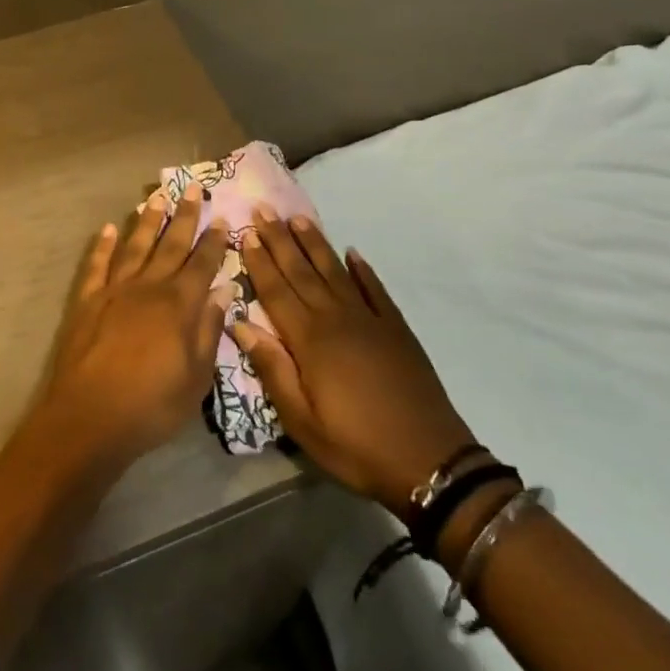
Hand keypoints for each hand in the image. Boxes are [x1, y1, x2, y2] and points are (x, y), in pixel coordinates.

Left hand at [36, 188, 230, 468]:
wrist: (90, 416)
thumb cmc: (152, 405)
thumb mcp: (197, 377)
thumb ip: (209, 329)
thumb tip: (224, 289)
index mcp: (179, 304)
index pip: (203, 263)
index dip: (214, 241)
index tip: (222, 217)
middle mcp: (149, 286)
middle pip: (171, 244)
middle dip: (185, 216)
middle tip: (193, 189)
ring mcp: (115, 289)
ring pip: (135, 245)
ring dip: (147, 220)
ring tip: (156, 197)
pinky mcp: (88, 300)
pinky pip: (97, 264)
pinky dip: (102, 245)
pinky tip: (107, 229)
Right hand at [235, 213, 474, 520]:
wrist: (430, 461)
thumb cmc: (355, 446)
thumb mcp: (302, 421)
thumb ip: (272, 368)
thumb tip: (240, 324)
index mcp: (310, 340)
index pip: (277, 290)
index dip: (260, 261)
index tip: (245, 232)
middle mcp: (337, 318)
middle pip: (302, 271)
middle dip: (280, 240)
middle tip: (264, 209)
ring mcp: (369, 320)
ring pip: (335, 272)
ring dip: (315, 244)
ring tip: (299, 218)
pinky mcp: (396, 328)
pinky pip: (375, 289)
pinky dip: (363, 270)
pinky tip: (353, 253)